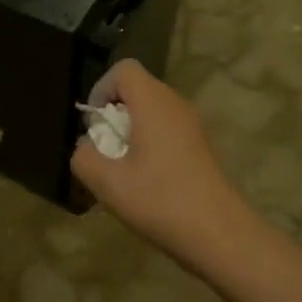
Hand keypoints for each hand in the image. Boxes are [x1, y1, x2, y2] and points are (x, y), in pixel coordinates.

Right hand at [71, 60, 255, 268]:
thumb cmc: (159, 200)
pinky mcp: (200, 145)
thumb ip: (83, 157)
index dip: (101, 88)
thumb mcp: (107, 182)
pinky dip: (149, 143)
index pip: (124, 69)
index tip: (94, 125)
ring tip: (122, 168)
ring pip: (152, 111)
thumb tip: (86, 147)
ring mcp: (192, 124)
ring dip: (131, 131)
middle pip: (138, 89)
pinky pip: (166, 129)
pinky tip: (146, 181)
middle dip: (114, 113)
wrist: (217, 233)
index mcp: (153, 102)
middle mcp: (175, 104)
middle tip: (105, 149)